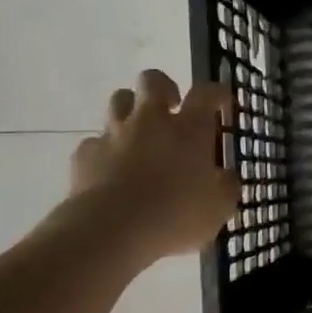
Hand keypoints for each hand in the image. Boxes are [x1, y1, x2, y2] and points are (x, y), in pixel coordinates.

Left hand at [61, 69, 240, 268]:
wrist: (110, 231)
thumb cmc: (175, 215)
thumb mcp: (218, 208)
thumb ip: (225, 187)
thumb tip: (226, 177)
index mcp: (189, 130)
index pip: (206, 93)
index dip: (217, 93)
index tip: (222, 102)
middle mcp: (150, 122)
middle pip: (153, 81)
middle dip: (164, 88)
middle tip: (172, 108)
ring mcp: (114, 135)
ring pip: (119, 101)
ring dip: (131, 111)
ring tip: (141, 135)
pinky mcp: (85, 154)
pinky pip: (96, 142)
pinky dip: (106, 150)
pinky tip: (111, 171)